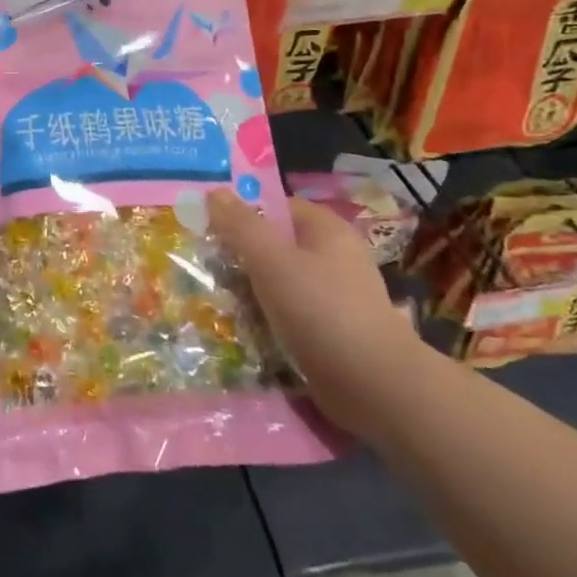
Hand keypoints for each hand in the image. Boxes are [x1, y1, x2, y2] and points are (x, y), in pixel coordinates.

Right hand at [208, 188, 424, 435]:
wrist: (373, 385)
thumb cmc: (320, 310)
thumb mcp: (271, 260)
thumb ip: (240, 225)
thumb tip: (213, 191)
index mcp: (327, 230)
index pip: (277, 207)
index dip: (242, 212)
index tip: (207, 227)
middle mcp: (335, 258)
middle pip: (276, 246)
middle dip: (241, 256)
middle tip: (203, 267)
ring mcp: (335, 297)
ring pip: (280, 283)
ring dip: (249, 292)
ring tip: (214, 301)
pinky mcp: (331, 332)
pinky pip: (289, 315)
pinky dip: (266, 320)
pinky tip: (241, 330)